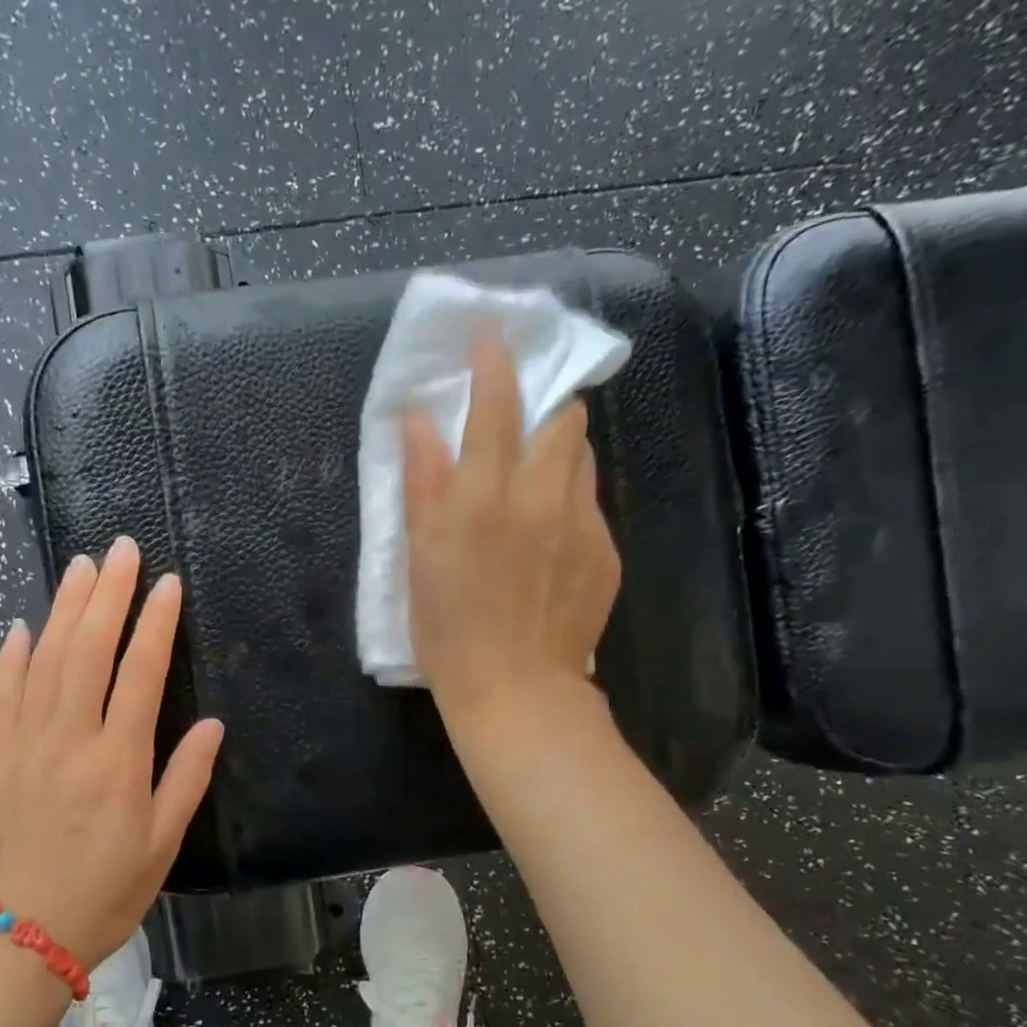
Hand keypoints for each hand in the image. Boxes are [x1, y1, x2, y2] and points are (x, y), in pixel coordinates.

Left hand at [0, 535, 223, 970]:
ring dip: (63, 608)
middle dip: (107, 594)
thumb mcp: (162, 845)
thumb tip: (210, 723)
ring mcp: (22, 744)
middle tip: (120, 549)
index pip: (141, 672)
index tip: (167, 582)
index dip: (156, 622)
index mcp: (118, 760)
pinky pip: (0, 695)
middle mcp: (69, 739)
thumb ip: (186, 778)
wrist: (17, 938)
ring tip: (80, 567)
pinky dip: (10, 656)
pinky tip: (21, 625)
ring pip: (43, 660)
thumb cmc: (103, 894)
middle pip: (88, 649)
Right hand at [401, 331, 621, 725]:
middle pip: (563, 418)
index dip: (496, 362)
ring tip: (534, 480)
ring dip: (560, 451)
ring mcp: (582, 523)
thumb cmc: (448, 627)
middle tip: (521, 421)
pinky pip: (590, 505)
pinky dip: (569, 501)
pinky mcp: (606, 552)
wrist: (516, 690)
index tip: (493, 336)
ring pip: (582, 458)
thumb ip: (422, 480)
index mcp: (485, 494)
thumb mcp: (419, 556)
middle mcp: (541, 495)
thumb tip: (420, 418)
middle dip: (545, 404)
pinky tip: (548, 540)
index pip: (498, 403)